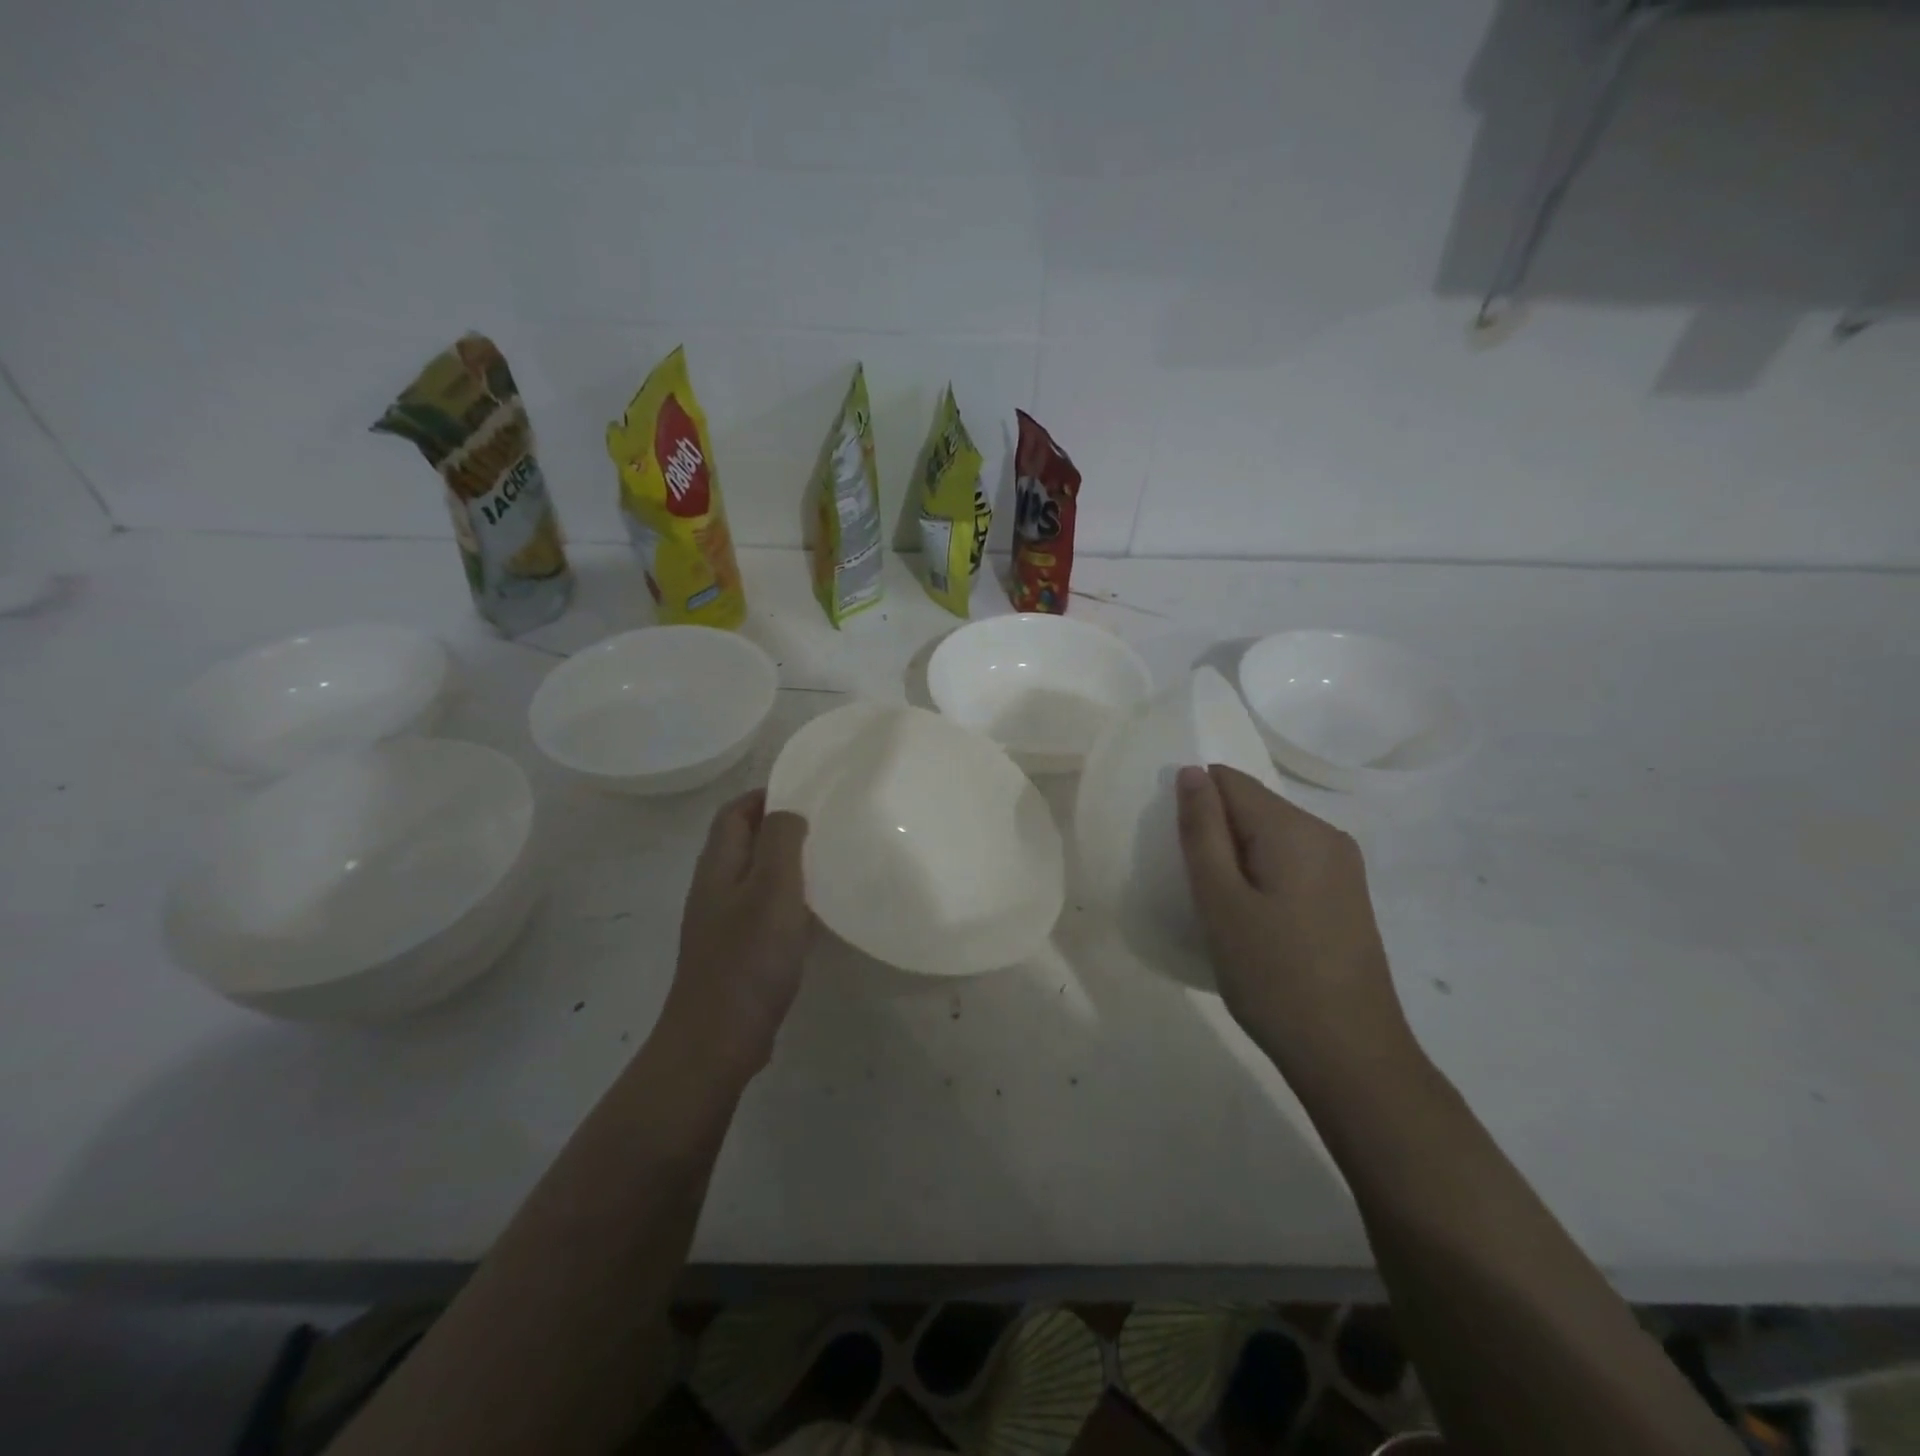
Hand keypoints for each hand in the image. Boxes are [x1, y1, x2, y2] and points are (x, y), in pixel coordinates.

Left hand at [660, 789, 811, 1078]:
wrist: (717, 1040)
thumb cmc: (748, 958)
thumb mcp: (772, 889)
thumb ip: (781, 841)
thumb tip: (789, 811)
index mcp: (717, 865)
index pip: (735, 812)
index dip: (765, 794)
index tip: (808, 789)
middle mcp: (715, 887)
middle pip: (744, 841)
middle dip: (781, 825)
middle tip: (827, 822)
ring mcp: (723, 922)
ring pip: (756, 875)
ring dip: (787, 862)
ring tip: (829, 858)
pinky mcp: (737, 951)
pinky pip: (764, 908)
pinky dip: (789, 897)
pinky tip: (817, 909)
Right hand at [1175, 765, 1409, 1078]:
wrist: (1351, 1056)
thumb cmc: (1273, 977)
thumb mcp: (1220, 901)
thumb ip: (1202, 831)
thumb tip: (1192, 773)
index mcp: (1296, 828)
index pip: (1229, 782)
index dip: (1195, 807)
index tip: (1180, 857)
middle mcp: (1327, 834)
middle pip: (1252, 807)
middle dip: (1216, 834)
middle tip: (1198, 892)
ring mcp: (1343, 867)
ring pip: (1270, 837)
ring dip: (1237, 859)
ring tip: (1222, 911)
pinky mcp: (1346, 896)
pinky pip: (1290, 863)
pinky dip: (1261, 877)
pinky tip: (1254, 923)